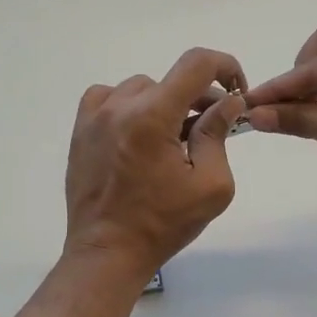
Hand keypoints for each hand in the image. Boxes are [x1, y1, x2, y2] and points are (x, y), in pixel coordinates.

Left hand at [64, 47, 246, 280]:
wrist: (107, 252)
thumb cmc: (163, 224)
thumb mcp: (210, 186)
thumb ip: (218, 136)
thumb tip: (227, 103)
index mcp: (153, 116)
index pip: (196, 64)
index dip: (225, 67)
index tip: (236, 91)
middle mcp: (120, 107)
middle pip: (170, 80)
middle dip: (197, 99)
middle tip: (209, 130)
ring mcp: (94, 117)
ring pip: (140, 89)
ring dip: (162, 104)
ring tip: (171, 139)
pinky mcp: (80, 132)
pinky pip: (107, 99)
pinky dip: (128, 106)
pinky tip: (137, 133)